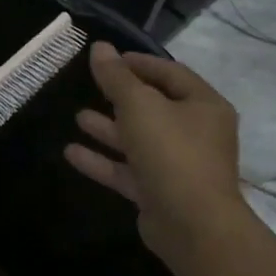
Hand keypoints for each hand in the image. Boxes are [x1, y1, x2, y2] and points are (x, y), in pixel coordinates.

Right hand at [63, 42, 244, 263]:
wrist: (194, 228)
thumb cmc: (171, 152)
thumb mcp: (138, 105)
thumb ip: (116, 76)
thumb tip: (100, 47)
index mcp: (203, 106)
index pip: (170, 73)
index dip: (138, 62)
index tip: (107, 58)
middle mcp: (196, 134)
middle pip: (153, 107)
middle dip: (120, 97)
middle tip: (91, 85)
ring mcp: (178, 166)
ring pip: (138, 139)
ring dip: (108, 128)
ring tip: (77, 117)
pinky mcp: (160, 192)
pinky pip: (128, 170)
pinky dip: (102, 160)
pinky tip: (71, 152)